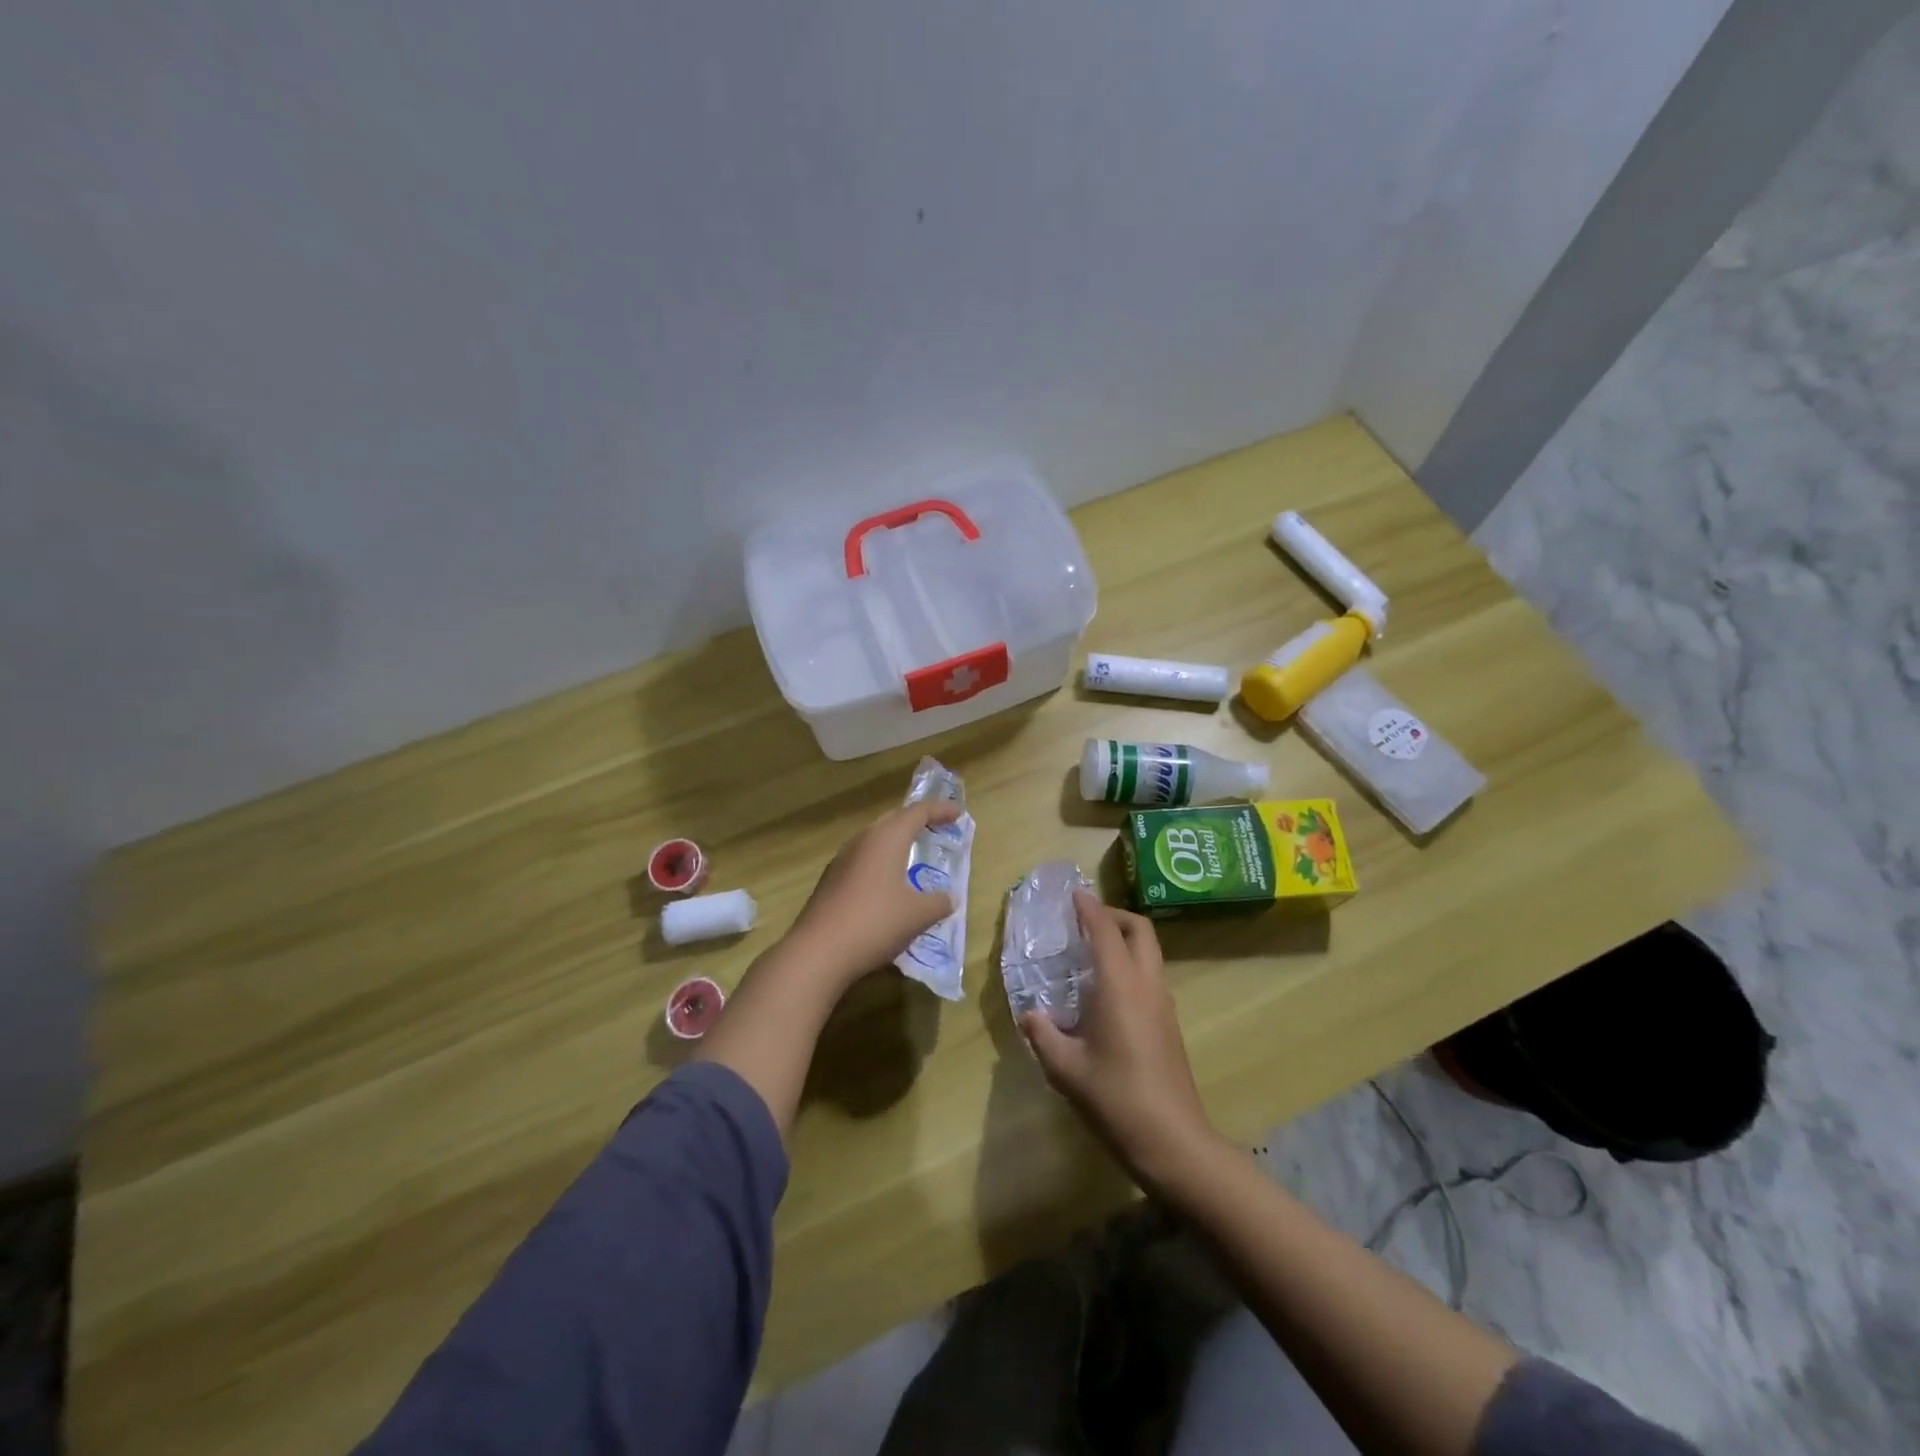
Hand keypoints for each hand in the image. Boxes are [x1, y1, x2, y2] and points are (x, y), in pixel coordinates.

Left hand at [785, 800, 960, 989]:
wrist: (818, 952)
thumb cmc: (876, 923)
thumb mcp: (918, 915)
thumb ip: (938, 902)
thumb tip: (949, 898)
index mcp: (887, 838)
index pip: (917, 812)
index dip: (940, 810)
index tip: (958, 812)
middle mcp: (862, 841)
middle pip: (893, 820)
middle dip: (916, 821)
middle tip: (936, 828)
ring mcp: (841, 860)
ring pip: (874, 840)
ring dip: (896, 842)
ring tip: (913, 854)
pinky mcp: (829, 882)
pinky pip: (862, 861)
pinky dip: (880, 863)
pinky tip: (886, 885)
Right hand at [1022, 891, 1220, 1187]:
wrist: (1174, 1142)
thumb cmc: (1116, 1099)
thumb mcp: (1066, 1069)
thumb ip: (1043, 1034)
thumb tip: (1029, 1014)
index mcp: (1120, 986)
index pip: (1106, 930)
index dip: (1089, 907)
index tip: (1073, 893)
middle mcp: (1147, 984)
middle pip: (1139, 929)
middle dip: (1113, 915)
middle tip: (1084, 921)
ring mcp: (1163, 1003)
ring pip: (1149, 951)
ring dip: (1124, 939)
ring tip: (1091, 952)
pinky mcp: (1169, 1023)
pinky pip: (1150, 975)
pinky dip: (1130, 963)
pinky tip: (1106, 990)